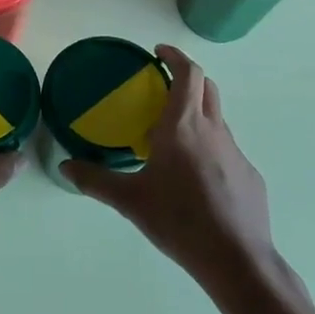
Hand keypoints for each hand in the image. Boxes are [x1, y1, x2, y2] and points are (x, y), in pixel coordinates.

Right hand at [62, 45, 276, 292]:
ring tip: (173, 136)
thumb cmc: (180, 221)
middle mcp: (212, 129)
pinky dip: (209, 147)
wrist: (237, 261)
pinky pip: (226, 149)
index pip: (188, 72)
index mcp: (183, 126)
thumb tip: (65, 167)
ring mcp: (235, 151)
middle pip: (206, 87)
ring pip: (216, 118)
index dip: (175, 56)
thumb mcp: (131, 201)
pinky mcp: (249, 174)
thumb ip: (96, 180)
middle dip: (186, 78)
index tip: (158, 53)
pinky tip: (195, 178)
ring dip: (197, 114)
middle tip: (163, 87)